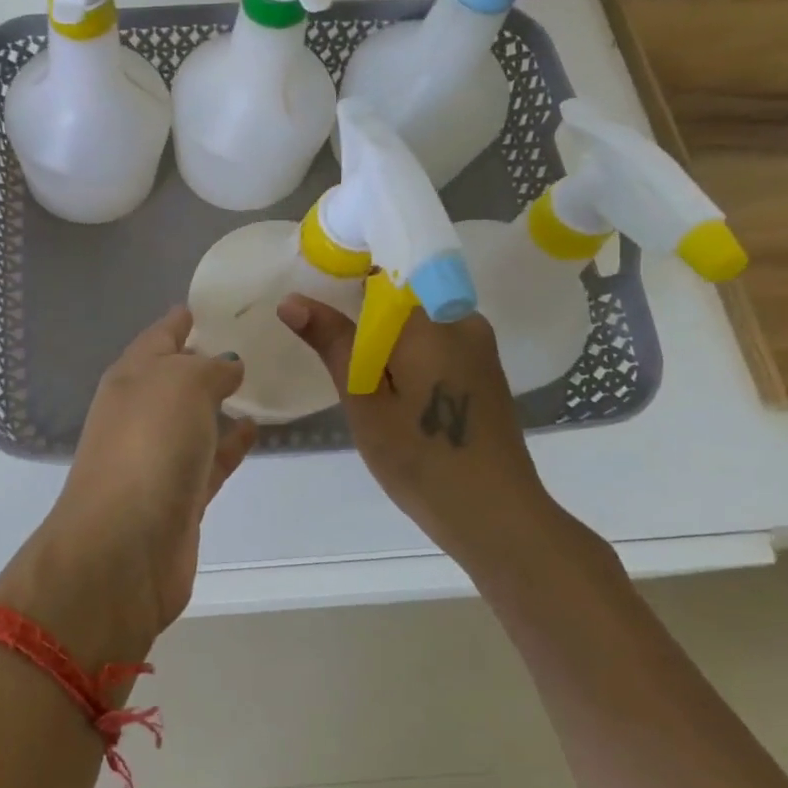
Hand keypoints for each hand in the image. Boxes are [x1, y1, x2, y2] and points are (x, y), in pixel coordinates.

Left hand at [0, 307, 257, 665]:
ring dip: (220, 401)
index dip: (187, 317)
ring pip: (194, 417)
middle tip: (257, 338)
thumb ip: (209, 368)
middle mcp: (140, 411)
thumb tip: (227, 365)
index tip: (223, 303)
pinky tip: (256, 428)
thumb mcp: (181, 384)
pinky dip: (230, 443)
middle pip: (177, 375)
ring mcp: (158, 455)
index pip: (161, 334)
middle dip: (209, 358)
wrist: (123, 548)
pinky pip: (211, 457)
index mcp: (131, 376)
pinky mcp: (179, 495)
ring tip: (262, 380)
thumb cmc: (149, 446)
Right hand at [278, 293, 552, 555]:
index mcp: (431, 321)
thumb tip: (291, 300)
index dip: (347, 276)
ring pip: (418, 321)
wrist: (496, 516)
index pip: (385, 271)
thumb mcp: (364, 401)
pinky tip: (394, 392)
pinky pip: (437, 342)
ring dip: (386, 338)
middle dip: (364, 314)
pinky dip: (409, 354)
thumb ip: (333, 343)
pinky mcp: (483, 370)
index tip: (319, 299)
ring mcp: (478, 346)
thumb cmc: (421, 459)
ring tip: (359, 377)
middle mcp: (461, 320)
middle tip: (330, 348)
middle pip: (401, 295)